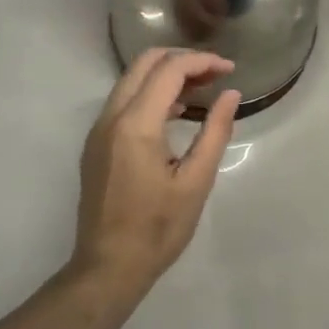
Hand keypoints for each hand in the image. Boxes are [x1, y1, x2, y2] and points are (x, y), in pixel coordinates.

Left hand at [70, 48, 240, 296]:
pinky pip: (124, 100)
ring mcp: (99, 129)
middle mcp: (111, 117)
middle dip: (183, 60)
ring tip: (203, 90)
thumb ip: (215, 131)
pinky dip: (151, 93)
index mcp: (136, 125)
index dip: (202, 61)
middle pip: (145, 63)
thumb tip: (231, 94)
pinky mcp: (96, 143)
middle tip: (216, 74)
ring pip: (132, 79)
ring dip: (166, 75)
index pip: (169, 70)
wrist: (108, 268)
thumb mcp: (196, 182)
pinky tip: (177, 113)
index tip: (231, 69)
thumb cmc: (158, 229)